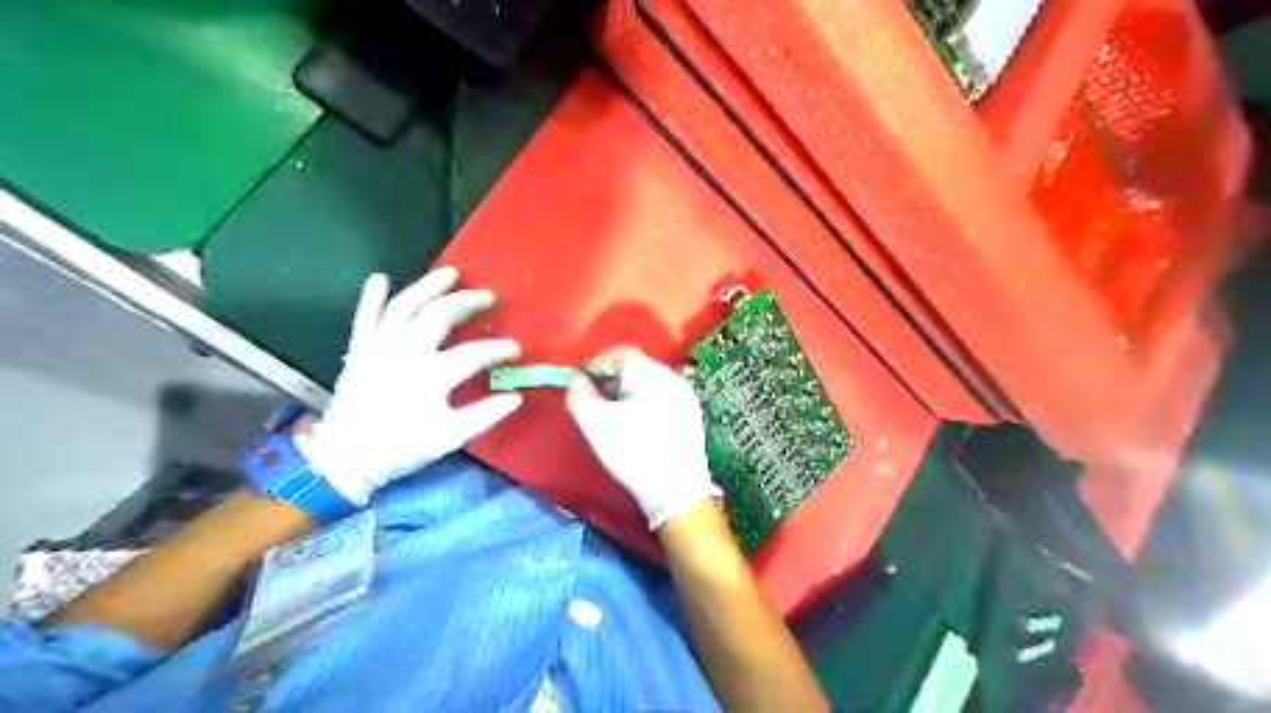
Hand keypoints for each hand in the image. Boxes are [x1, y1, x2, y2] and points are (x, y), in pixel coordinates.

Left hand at [295, 268, 522, 507]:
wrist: (343, 458)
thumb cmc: (400, 448)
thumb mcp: (448, 438)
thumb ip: (484, 416)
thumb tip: (516, 397)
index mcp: (430, 377)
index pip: (473, 354)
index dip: (499, 349)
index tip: (516, 349)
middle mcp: (404, 354)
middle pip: (438, 316)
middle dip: (466, 302)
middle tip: (488, 296)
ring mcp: (377, 348)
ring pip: (404, 307)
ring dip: (427, 286)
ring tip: (449, 273)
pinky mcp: (358, 350)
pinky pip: (364, 317)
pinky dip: (372, 297)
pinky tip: (381, 278)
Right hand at [564, 346, 713, 529]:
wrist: (677, 490)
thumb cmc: (633, 452)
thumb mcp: (594, 422)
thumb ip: (579, 393)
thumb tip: (578, 380)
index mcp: (650, 372)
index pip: (618, 352)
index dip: (596, 366)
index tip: (582, 388)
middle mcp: (672, 376)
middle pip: (635, 366)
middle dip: (611, 381)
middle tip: (596, 405)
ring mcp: (686, 395)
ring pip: (649, 383)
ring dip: (628, 394)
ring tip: (615, 419)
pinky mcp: (692, 414)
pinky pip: (662, 398)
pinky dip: (645, 404)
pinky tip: (638, 429)